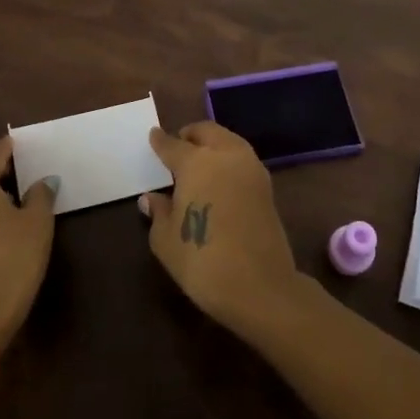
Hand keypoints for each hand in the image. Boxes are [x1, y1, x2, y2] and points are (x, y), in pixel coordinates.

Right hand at [142, 122, 301, 334]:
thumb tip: (152, 198)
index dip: (160, 141)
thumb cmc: (202, 261)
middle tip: (178, 147)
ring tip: (199, 163)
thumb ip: (159, 212)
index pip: (173, 145)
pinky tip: (219, 179)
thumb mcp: (166, 240)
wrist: (260, 286)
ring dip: (213, 144)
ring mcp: (251, 169)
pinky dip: (229, 160)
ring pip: (229, 141)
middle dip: (190, 135)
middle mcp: (226, 156)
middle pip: (207, 132)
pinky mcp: (267, 187)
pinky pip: (242, 160)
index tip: (153, 136)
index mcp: (196, 163)